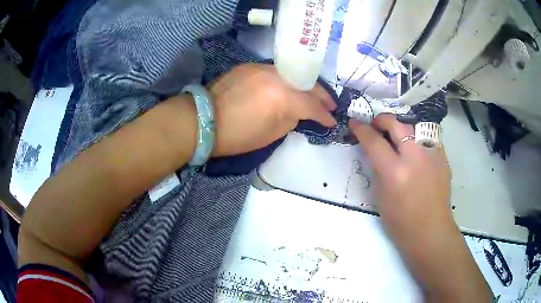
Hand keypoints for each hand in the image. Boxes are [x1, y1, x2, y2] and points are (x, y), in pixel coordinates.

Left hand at [208, 63, 335, 156]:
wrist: (202, 120)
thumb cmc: (236, 136)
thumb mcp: (270, 135)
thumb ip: (290, 120)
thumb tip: (298, 113)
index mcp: (282, 98)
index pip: (312, 106)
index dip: (324, 116)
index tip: (332, 121)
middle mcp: (276, 77)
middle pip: (307, 84)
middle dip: (322, 96)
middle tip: (331, 105)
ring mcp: (262, 68)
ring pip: (293, 74)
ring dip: (305, 85)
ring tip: (313, 95)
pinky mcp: (250, 66)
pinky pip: (275, 72)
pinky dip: (286, 80)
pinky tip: (288, 87)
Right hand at [350, 116, 491, 301]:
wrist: (430, 231)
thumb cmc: (400, 223)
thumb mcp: (380, 197)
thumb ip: (377, 170)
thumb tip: (374, 151)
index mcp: (395, 173)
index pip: (374, 141)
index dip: (361, 129)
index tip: (355, 122)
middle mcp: (415, 158)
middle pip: (396, 124)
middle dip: (382, 120)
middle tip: (375, 125)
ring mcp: (432, 155)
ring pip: (413, 127)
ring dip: (400, 129)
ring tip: (396, 139)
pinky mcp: (443, 157)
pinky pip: (426, 139)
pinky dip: (416, 141)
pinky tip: (415, 153)